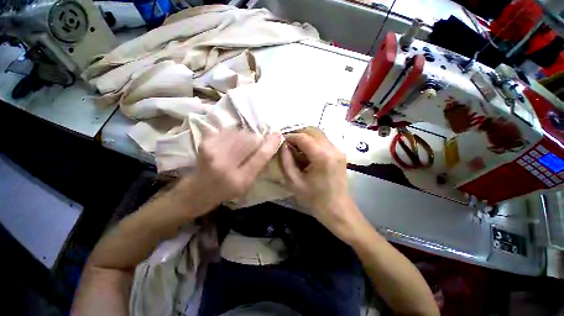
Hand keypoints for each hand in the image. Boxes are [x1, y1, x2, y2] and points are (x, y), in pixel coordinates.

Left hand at [172, 129, 280, 217]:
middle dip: (257, 140)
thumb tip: (269, 147)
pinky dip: (235, 135)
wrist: (197, 190)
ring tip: (241, 147)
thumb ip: (259, 166)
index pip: (259, 157)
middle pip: (250, 140)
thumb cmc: (226, 191)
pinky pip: (230, 131)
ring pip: (240, 133)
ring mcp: (212, 150)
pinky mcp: (205, 141)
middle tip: (254, 146)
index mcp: (238, 180)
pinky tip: (231, 144)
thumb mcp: (247, 185)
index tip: (278, 135)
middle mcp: (224, 164)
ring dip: (246, 137)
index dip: (270, 144)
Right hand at [280, 127, 363, 241]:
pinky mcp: (339, 154)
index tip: (280, 141)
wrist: (337, 210)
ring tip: (295, 148)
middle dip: (298, 134)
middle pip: (312, 131)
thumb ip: (286, 160)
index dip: (290, 136)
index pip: (303, 137)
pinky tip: (305, 153)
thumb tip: (282, 144)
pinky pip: (323, 141)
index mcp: (322, 157)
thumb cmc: (314, 199)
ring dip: (305, 138)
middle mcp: (333, 149)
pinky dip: (312, 142)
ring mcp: (338, 150)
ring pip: (318, 134)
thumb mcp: (294, 181)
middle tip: (287, 143)